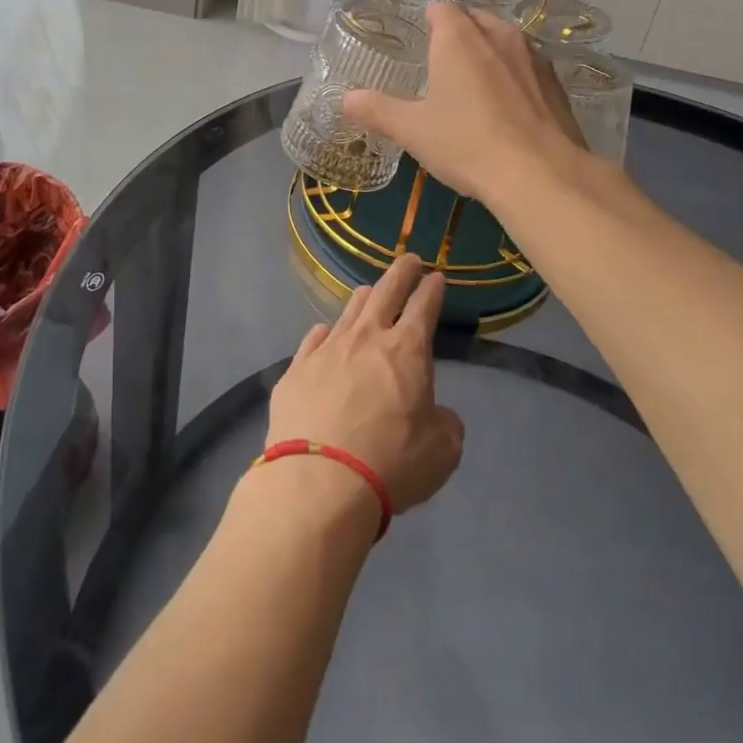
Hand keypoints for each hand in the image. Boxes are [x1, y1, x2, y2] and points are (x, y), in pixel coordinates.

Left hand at [267, 254, 463, 514]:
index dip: (432, 289)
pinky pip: (313, 340)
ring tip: (369, 292)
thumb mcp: (441, 451)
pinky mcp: (296, 370)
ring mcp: (327, 350)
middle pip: (385, 292)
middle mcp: (366, 338)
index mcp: (406, 350)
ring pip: (348, 311)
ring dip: (364, 298)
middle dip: (401, 272)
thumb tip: (439, 414)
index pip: (423, 306)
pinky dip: (325, 334)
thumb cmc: (390, 463)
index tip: (436, 276)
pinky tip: (325, 332)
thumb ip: (445, 424)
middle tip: (409, 260)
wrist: (319, 482)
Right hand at [343, 1, 586, 206]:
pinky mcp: (556, 82)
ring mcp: (532, 56)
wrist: (540, 174)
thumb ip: (377, 110)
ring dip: (489, 52)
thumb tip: (345, 99)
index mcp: (458, 38)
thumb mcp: (413, 131)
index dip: (429, 20)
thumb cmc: (467, 144)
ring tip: (475, 84)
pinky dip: (515, 75)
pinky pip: (527, 65)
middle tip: (443, 66)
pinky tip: (508, 107)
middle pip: (474, 19)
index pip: (441, 8)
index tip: (421, 42)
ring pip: (504, 40)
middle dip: (459, 34)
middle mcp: (497, 34)